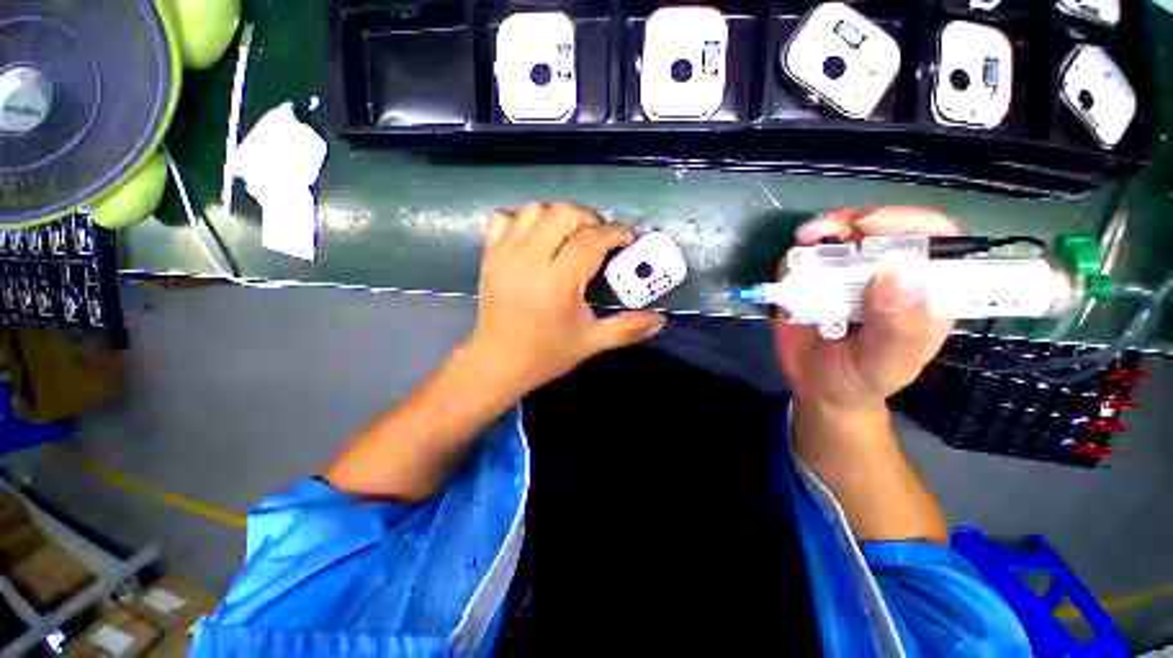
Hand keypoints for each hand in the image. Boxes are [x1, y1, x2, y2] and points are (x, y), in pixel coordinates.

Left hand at [464, 202, 664, 395]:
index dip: (616, 233)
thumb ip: (628, 328)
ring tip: (569, 236)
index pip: (592, 240)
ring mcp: (506, 254)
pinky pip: (503, 218)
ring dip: (558, 216)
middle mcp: (531, 258)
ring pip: (535, 210)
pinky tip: (534, 239)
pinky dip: (523, 220)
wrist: (497, 363)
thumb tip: (661, 320)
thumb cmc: (546, 354)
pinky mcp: (490, 256)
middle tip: (599, 238)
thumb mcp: (592, 342)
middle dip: (589, 218)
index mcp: (559, 280)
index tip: (629, 238)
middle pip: (564, 213)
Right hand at [775, 206, 959, 412]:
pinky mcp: (816, 278)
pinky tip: (793, 262)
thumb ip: (899, 326)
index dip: (908, 222)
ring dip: (824, 230)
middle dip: (855, 221)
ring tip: (805, 240)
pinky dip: (799, 252)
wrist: (816, 387)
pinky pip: (809, 254)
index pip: (935, 238)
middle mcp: (891, 273)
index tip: (870, 227)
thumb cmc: (860, 380)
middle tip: (823, 232)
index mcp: (925, 290)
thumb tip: (900, 268)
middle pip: (885, 226)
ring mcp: (851, 273)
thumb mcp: (885, 364)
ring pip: (845, 232)